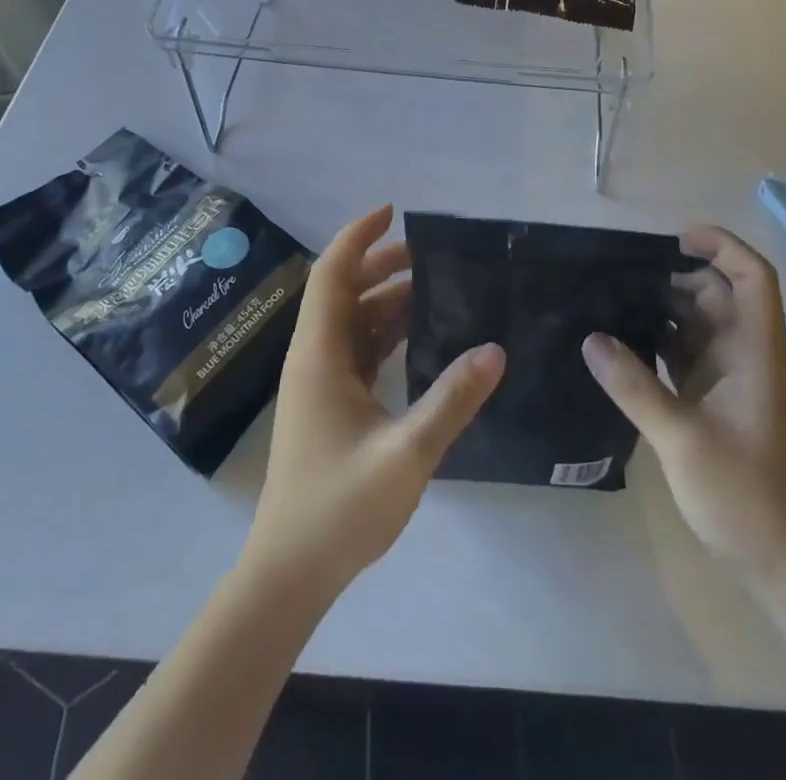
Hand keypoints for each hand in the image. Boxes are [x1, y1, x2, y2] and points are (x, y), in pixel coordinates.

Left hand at [249, 205, 503, 597]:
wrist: (290, 572)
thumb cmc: (339, 508)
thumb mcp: (405, 454)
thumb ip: (452, 400)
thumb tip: (495, 350)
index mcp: (319, 354)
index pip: (332, 275)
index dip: (358, 237)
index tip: (394, 213)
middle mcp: (315, 357)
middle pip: (344, 292)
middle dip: (381, 265)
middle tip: (431, 254)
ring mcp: (320, 382)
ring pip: (353, 322)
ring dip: (387, 300)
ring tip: (436, 288)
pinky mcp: (330, 405)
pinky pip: (359, 350)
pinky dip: (387, 334)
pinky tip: (422, 338)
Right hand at [583, 225, 785, 591]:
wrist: (782, 564)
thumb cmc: (745, 496)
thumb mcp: (682, 439)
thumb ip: (634, 386)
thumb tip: (591, 338)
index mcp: (754, 353)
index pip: (754, 279)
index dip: (723, 247)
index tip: (675, 241)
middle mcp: (744, 357)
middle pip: (718, 295)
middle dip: (676, 277)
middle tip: (620, 276)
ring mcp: (729, 380)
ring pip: (698, 324)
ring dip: (662, 310)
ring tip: (610, 300)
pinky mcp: (712, 402)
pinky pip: (684, 355)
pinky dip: (657, 342)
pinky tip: (619, 344)